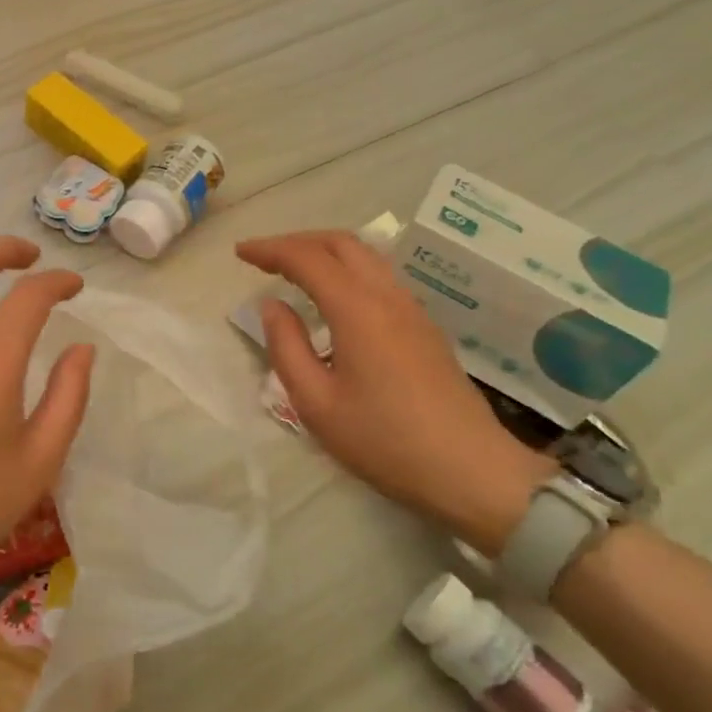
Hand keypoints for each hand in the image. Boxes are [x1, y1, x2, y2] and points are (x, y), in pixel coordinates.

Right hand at [236, 231, 552, 552]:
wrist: (471, 471)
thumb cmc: (384, 441)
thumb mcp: (316, 403)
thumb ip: (287, 347)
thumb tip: (272, 306)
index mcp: (358, 309)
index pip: (308, 259)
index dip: (270, 249)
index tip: (240, 253)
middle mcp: (388, 297)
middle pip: (342, 244)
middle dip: (298, 240)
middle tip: (264, 256)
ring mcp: (412, 310)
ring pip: (366, 257)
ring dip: (325, 252)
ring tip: (293, 270)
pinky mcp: (425, 327)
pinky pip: (380, 277)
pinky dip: (347, 270)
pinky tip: (333, 297)